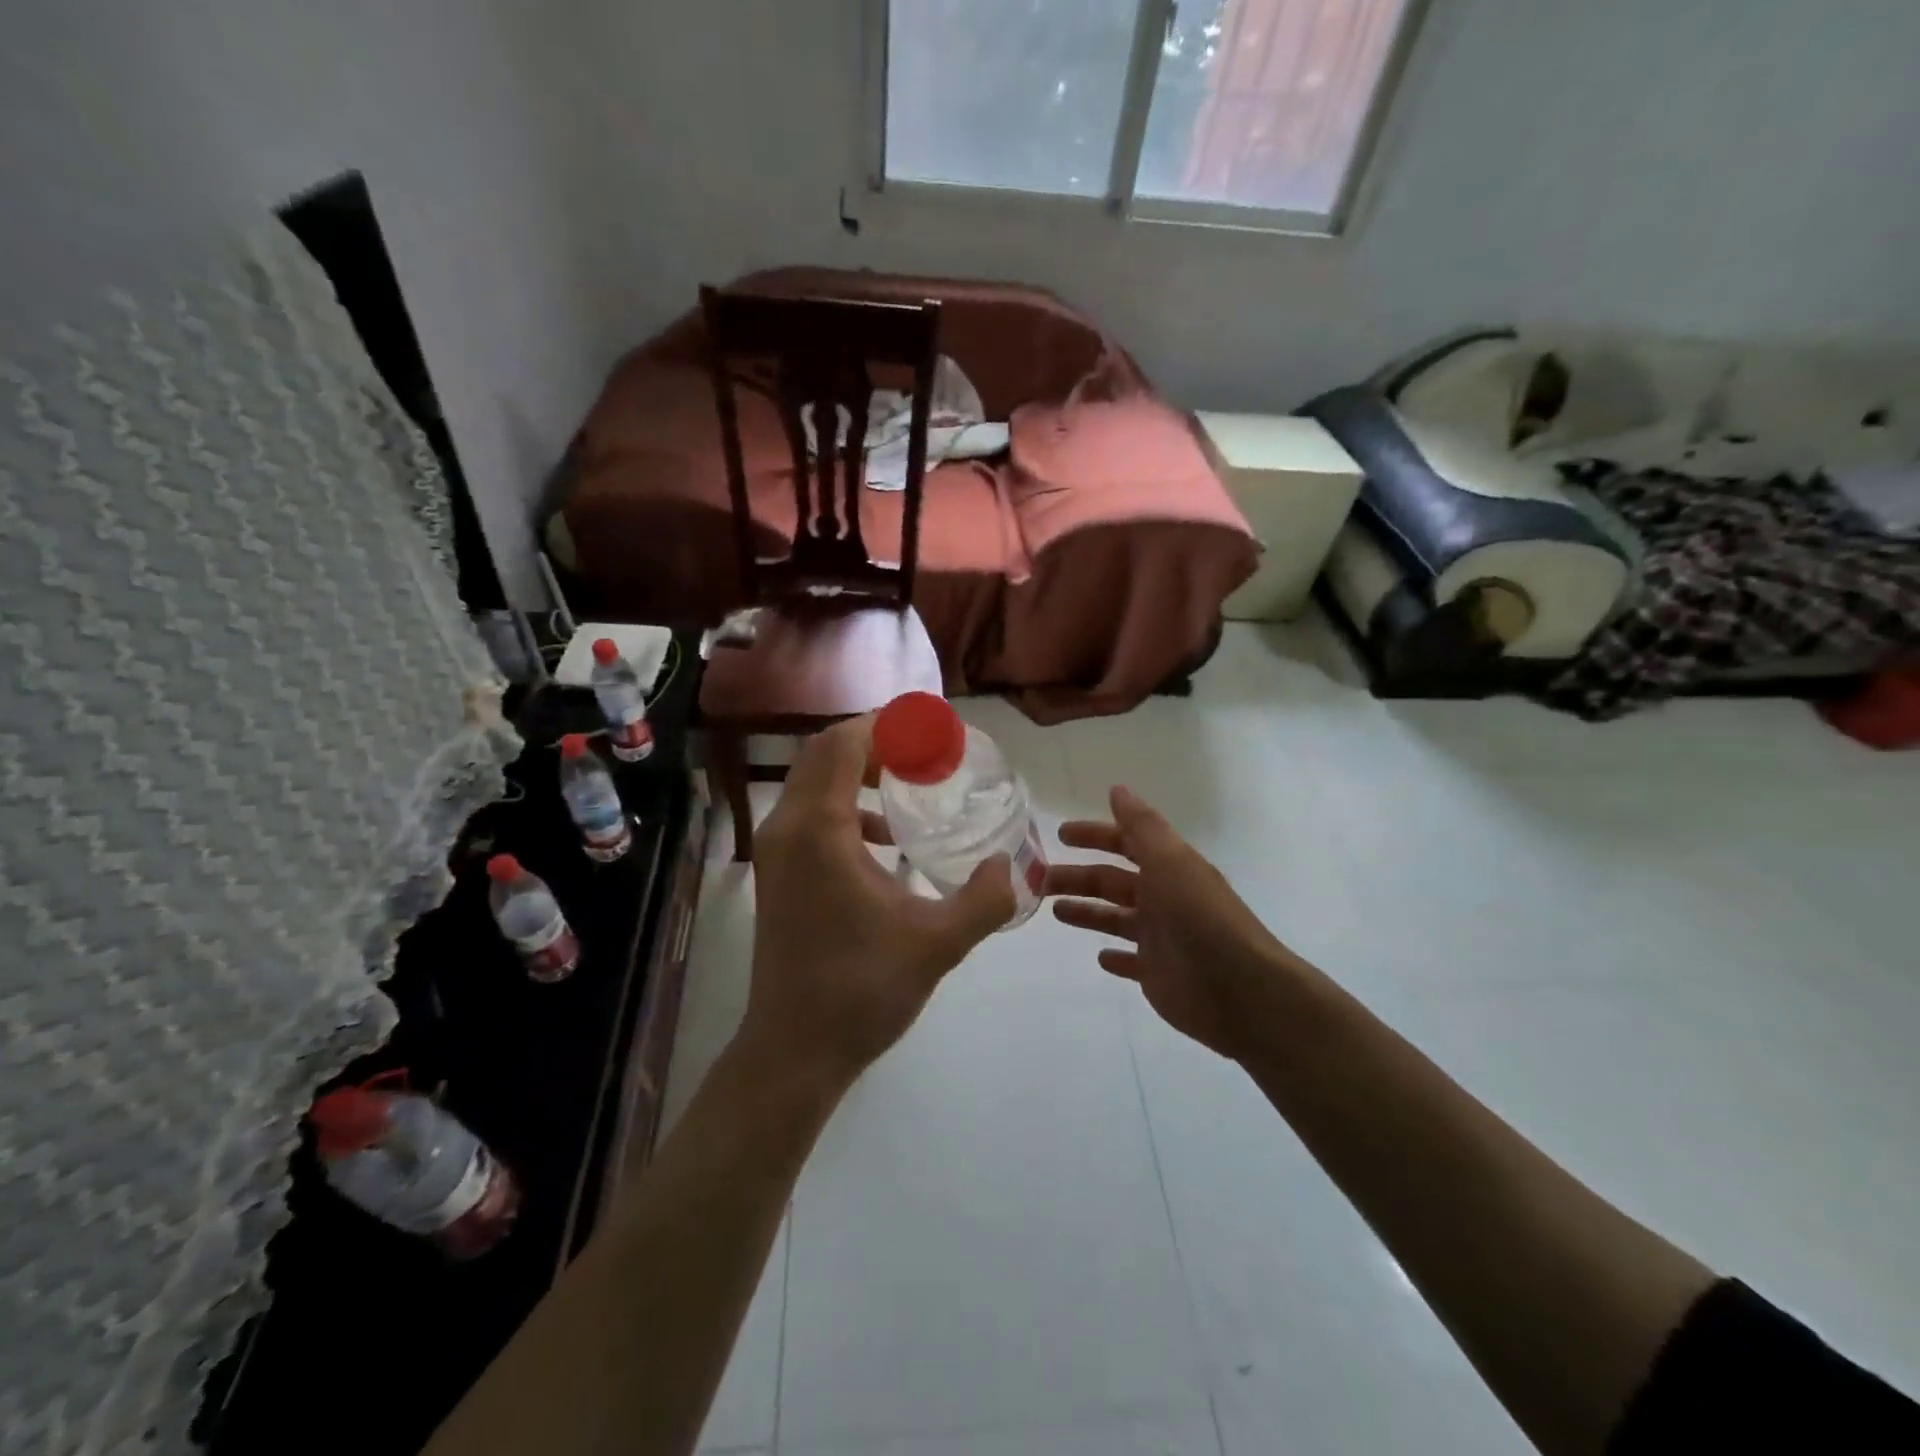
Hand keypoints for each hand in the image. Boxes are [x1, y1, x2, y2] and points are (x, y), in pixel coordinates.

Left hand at [741, 715, 1016, 1087]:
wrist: (794, 1051)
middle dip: (874, 741)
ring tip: (910, 783)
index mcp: (819, 831)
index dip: (886, 724)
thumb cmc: (861, 991)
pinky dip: (846, 805)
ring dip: (858, 771)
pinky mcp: (776, 873)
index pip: (843, 744)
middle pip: (823, 753)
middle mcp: (786, 828)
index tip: (931, 727)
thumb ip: (984, 898)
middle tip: (926, 750)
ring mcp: (775, 851)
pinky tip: (887, 839)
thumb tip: (1013, 864)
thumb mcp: (937, 943)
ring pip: (812, 782)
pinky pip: (810, 813)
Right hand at [1047, 786, 1297, 1060]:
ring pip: (1115, 918)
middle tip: (1038, 878)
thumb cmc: (1199, 918)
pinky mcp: (1158, 974)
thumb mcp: (1170, 862)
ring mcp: (1161, 938)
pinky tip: (1099, 957)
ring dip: (1087, 911)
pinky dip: (1115, 957)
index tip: (1060, 835)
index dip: (1094, 835)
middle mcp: (1163, 898)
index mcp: (1168, 868)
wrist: (1240, 990)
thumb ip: (1142, 826)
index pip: (1125, 843)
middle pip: (1112, 881)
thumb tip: (1117, 788)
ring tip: (1054, 910)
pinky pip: (1131, 961)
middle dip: (1077, 877)